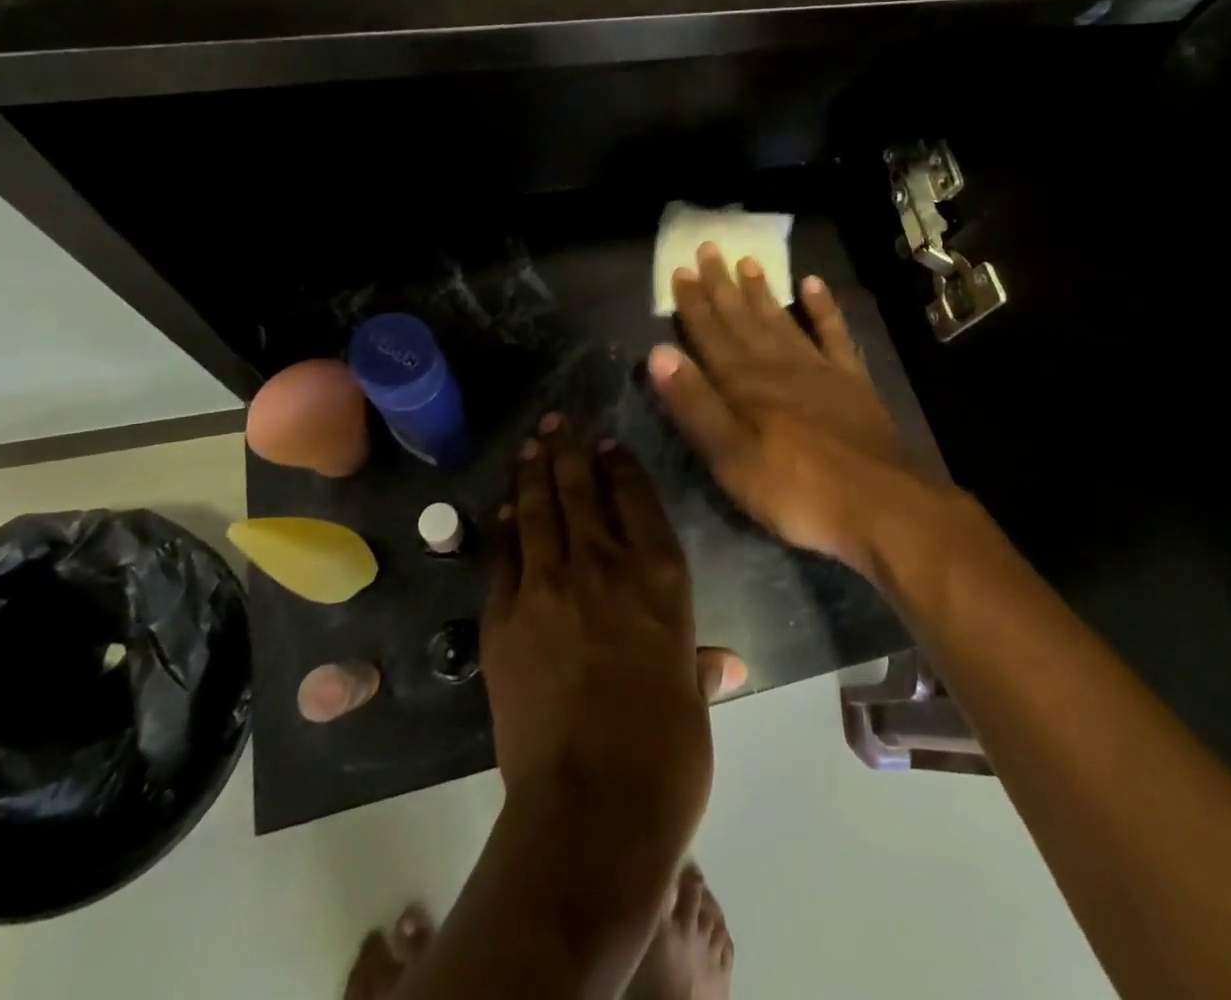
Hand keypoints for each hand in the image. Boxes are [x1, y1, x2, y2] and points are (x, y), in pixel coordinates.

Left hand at [481, 414, 737, 853]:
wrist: (591, 808)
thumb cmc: (665, 754)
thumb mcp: (692, 702)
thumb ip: (700, 668)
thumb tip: (726, 665)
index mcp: (660, 577)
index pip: (637, 498)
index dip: (620, 465)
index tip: (608, 445)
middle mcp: (604, 565)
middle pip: (582, 490)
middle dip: (569, 451)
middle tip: (558, 423)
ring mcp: (549, 586)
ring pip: (539, 511)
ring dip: (534, 473)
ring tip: (532, 445)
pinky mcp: (505, 617)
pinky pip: (504, 556)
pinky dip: (504, 527)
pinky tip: (504, 509)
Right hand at [649, 243, 945, 574]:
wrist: (880, 505)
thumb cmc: (795, 490)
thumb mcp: (731, 458)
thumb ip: (695, 405)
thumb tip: (659, 353)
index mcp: (745, 385)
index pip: (711, 336)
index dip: (694, 304)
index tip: (681, 270)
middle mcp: (778, 366)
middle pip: (743, 320)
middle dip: (723, 286)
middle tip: (710, 248)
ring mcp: (819, 369)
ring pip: (782, 320)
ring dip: (763, 291)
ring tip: (749, 261)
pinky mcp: (852, 381)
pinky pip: (834, 334)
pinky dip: (824, 308)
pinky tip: (814, 284)